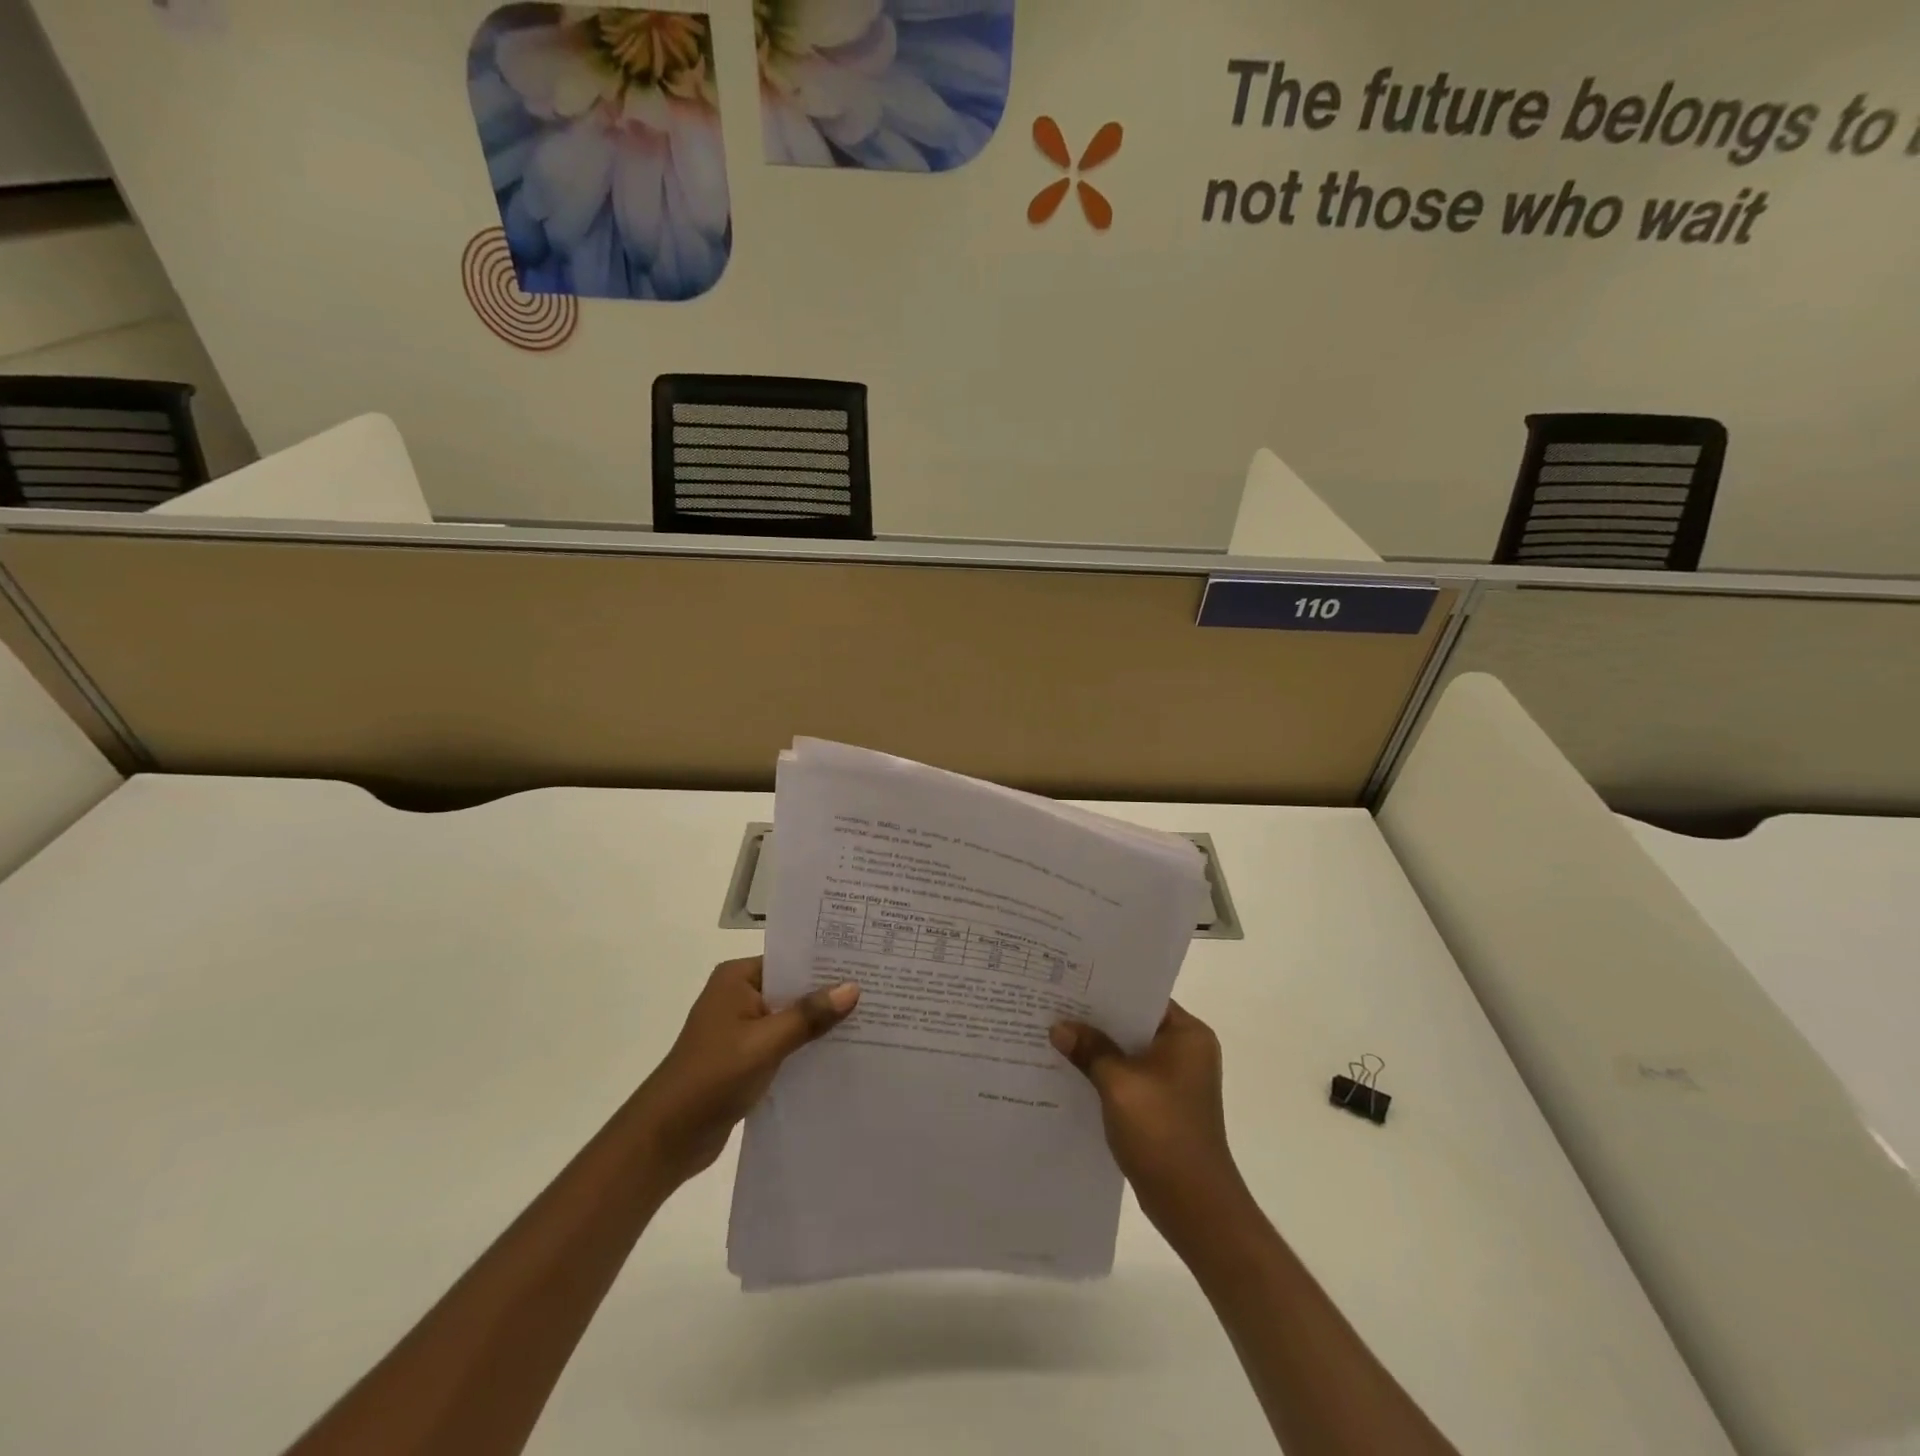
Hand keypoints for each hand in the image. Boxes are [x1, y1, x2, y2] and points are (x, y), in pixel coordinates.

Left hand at [636, 958, 858, 1186]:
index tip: (868, 963)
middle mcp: (739, 995)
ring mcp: (742, 1028)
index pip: (790, 959)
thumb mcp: (765, 1043)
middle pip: (793, 987)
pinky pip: (785, 1042)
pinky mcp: (746, 1057)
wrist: (666, 1139)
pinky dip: (807, 1046)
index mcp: (737, 978)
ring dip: (820, 1022)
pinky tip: (842, 1052)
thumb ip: (808, 1015)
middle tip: (879, 989)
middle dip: (829, 993)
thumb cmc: (712, 1078)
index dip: (827, 962)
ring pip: (791, 1017)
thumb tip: (853, 987)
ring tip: (870, 1019)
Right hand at [1050, 1001, 1245, 1231]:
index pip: (1143, 996)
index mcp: (1188, 1034)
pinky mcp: (1163, 1105)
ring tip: (1055, 1033)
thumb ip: (1089, 1049)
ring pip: (1128, 1052)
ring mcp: (1176, 1080)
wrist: (1194, 1206)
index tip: (1070, 981)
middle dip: (1096, 1019)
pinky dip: (1105, 1073)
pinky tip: (1071, 1071)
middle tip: (1054, 1003)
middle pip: (1133, 1024)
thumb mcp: (1118, 1083)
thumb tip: (1059, 1027)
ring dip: (1098, 1048)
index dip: (1106, 988)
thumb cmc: (1162, 1132)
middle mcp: (1187, 1051)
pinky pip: (1129, 1077)